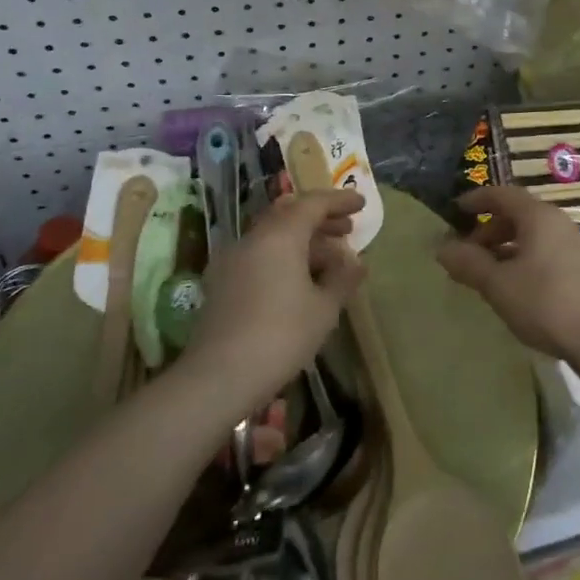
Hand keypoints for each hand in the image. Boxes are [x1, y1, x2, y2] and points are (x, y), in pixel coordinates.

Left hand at [186, 189, 366, 411]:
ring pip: (273, 235)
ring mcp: (232, 260)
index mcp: (280, 236)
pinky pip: (259, 255)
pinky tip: (299, 280)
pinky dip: (283, 256)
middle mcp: (253, 238)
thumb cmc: (281, 336)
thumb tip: (355, 262)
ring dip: (302, 240)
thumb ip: (343, 278)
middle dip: (320, 219)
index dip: (340, 201)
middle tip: (347, 230)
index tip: (361, 204)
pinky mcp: (221, 282)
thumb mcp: (324, 309)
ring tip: (329, 259)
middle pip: (290, 214)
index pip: (313, 204)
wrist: (218, 377)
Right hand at [435, 185, 579, 364]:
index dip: (477, 199)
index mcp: (539, 216)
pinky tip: (518, 289)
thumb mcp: (499, 284)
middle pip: (520, 215)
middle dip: (490, 230)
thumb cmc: (547, 302)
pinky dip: (526, 261)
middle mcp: (560, 223)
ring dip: (508, 248)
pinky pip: (548, 253)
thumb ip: (469, 263)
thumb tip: (442, 247)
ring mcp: (577, 246)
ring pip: (535, 237)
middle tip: (468, 253)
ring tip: (489, 275)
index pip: (503, 194)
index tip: (456, 210)